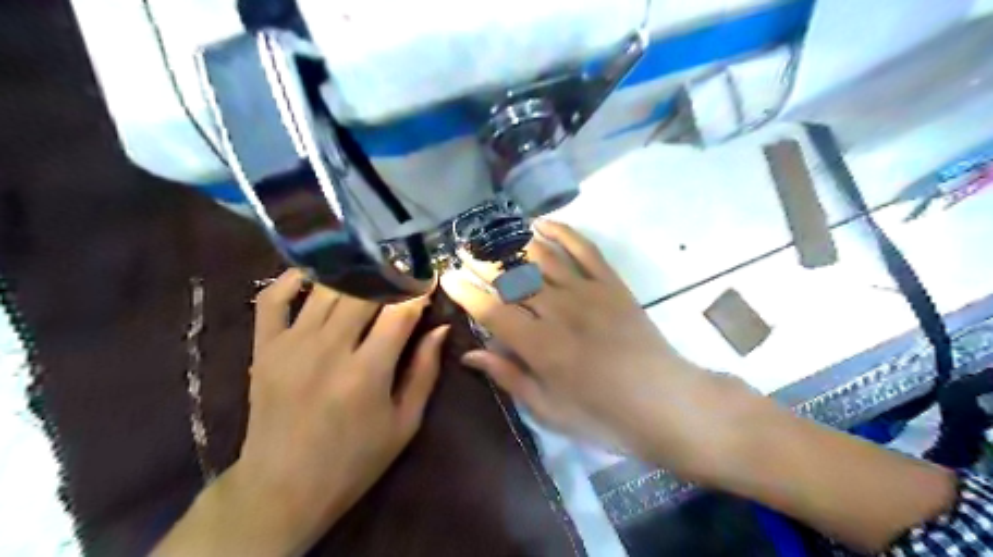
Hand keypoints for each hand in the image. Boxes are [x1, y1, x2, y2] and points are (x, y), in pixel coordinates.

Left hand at [239, 273, 445, 546]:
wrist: (282, 488)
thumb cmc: (354, 460)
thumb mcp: (404, 423)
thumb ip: (425, 372)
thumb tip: (439, 328)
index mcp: (367, 372)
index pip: (400, 311)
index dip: (418, 290)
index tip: (429, 280)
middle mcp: (328, 350)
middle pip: (364, 291)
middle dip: (390, 275)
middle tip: (404, 271)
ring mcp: (291, 345)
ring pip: (326, 288)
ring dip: (353, 273)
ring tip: (371, 268)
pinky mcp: (264, 348)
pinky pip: (273, 299)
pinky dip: (293, 278)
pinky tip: (317, 272)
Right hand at [443, 221, 761, 478]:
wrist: (664, 402)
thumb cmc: (602, 415)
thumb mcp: (549, 408)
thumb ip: (508, 376)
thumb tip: (471, 353)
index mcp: (539, 345)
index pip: (491, 309)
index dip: (465, 291)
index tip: (447, 276)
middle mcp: (558, 310)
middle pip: (512, 277)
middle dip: (482, 260)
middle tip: (462, 248)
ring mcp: (587, 291)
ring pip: (541, 256)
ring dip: (512, 242)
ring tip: (491, 234)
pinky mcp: (611, 283)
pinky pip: (583, 249)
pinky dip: (561, 231)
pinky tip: (540, 223)